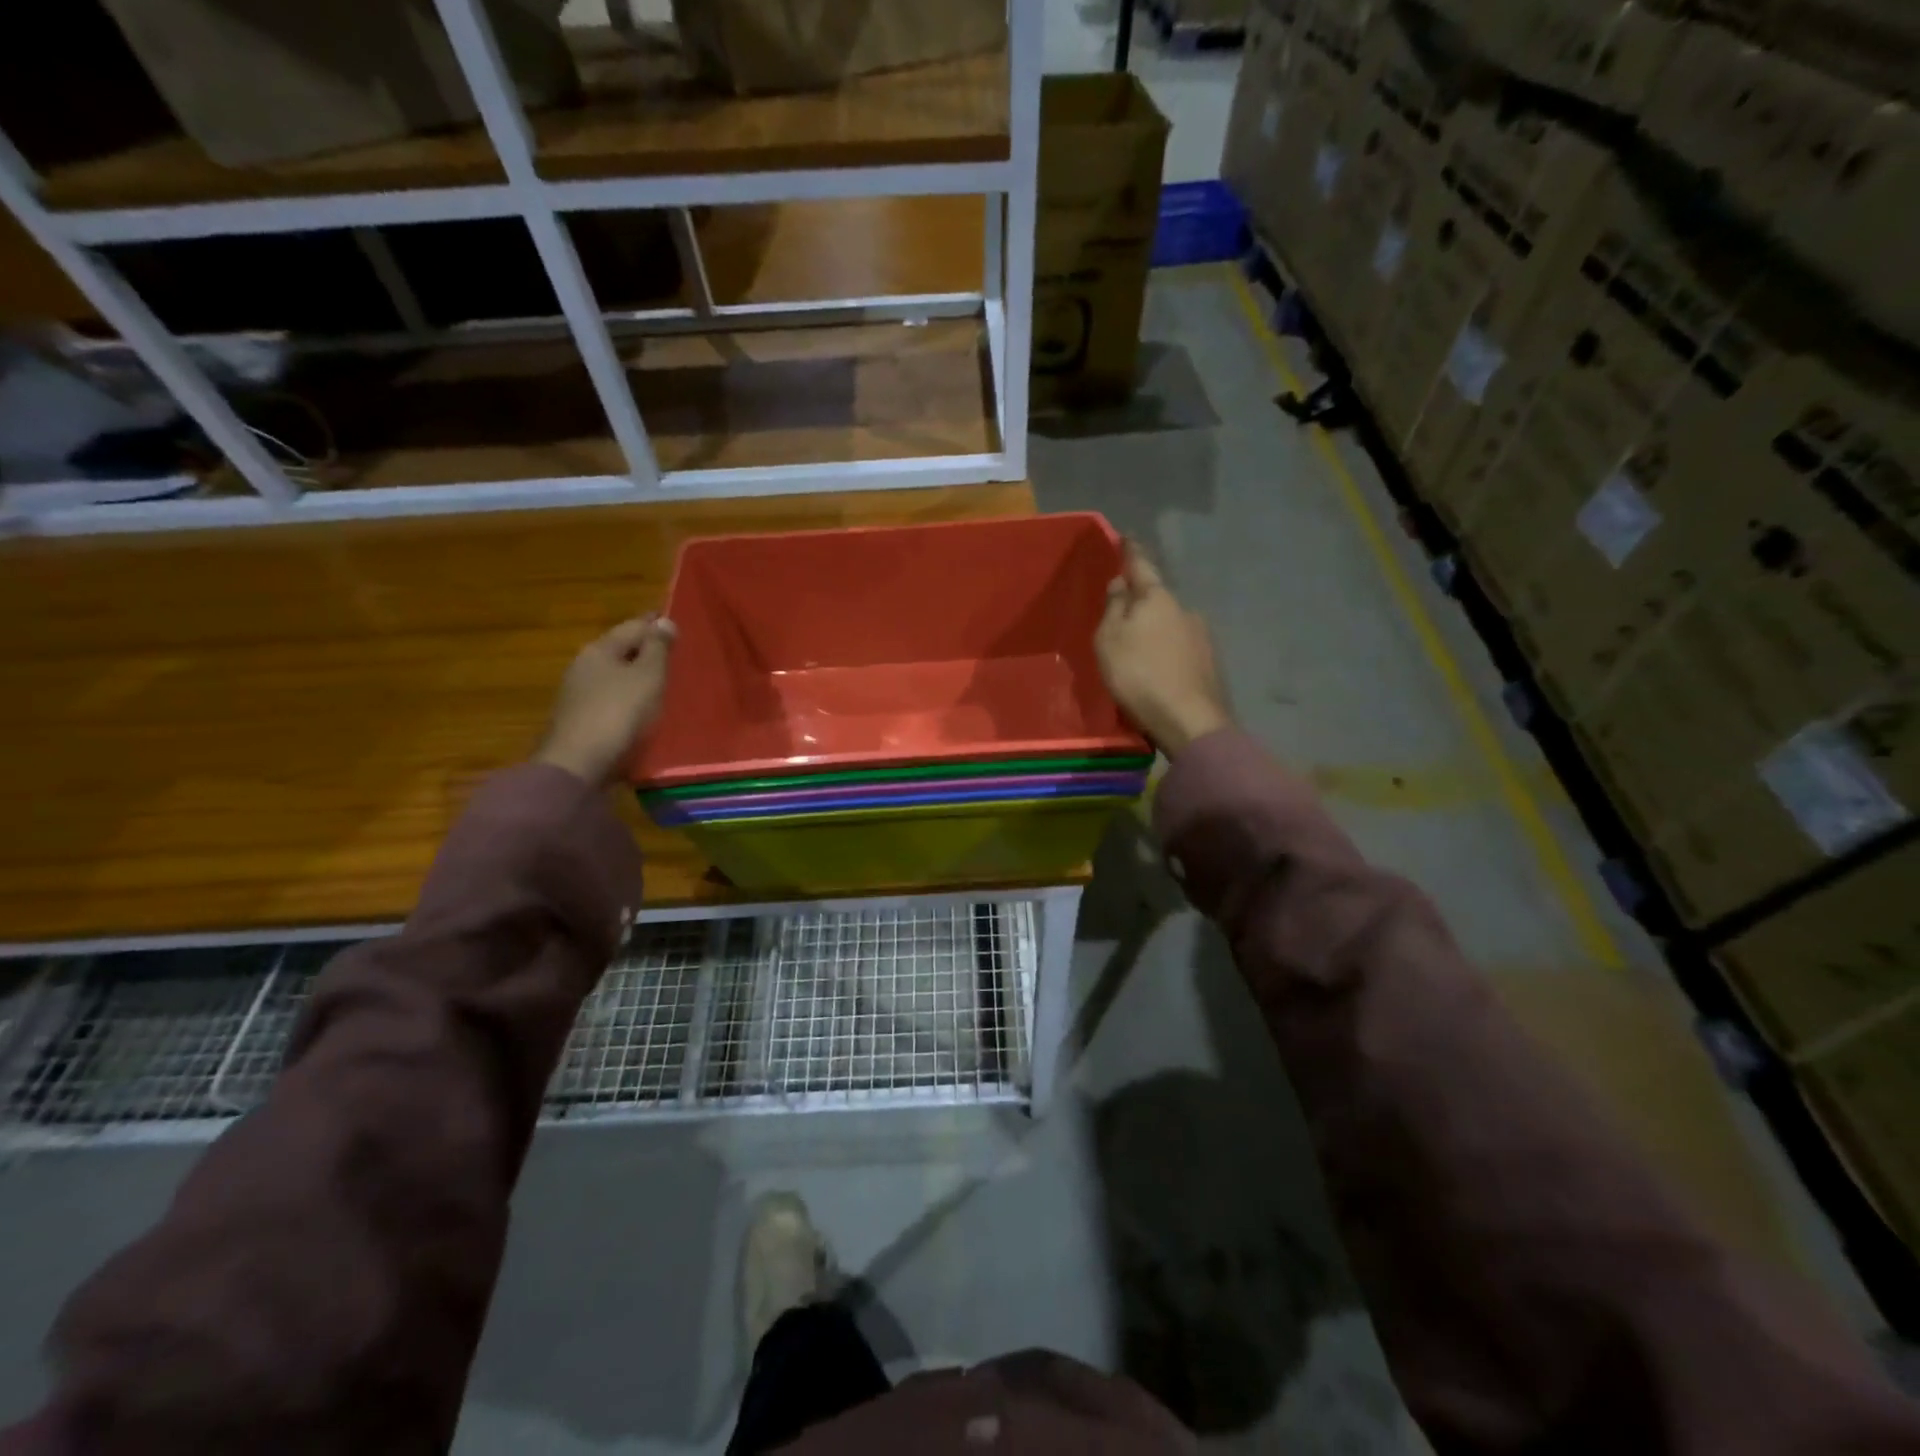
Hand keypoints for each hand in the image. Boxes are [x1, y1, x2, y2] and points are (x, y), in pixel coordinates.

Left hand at [536, 615, 677, 786]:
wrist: (578, 765)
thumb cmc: (618, 713)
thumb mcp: (648, 677)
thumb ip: (658, 649)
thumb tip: (664, 620)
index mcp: (599, 650)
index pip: (632, 627)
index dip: (655, 625)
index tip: (677, 625)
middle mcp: (583, 666)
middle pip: (620, 651)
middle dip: (645, 651)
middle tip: (675, 656)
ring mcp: (577, 695)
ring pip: (614, 677)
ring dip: (636, 677)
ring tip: (663, 684)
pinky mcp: (579, 721)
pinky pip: (610, 700)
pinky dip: (627, 699)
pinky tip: (642, 709)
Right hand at [1095, 542, 1230, 757]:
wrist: (1190, 721)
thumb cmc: (1139, 675)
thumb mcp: (1109, 640)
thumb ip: (1113, 608)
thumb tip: (1121, 583)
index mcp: (1157, 598)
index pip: (1141, 565)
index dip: (1131, 551)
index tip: (1126, 537)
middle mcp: (1185, 609)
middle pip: (1157, 599)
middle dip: (1140, 603)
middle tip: (1120, 617)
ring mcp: (1202, 636)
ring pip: (1170, 625)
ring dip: (1154, 632)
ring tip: (1137, 654)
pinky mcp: (1209, 663)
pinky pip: (1180, 649)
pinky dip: (1166, 654)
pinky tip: (1157, 672)